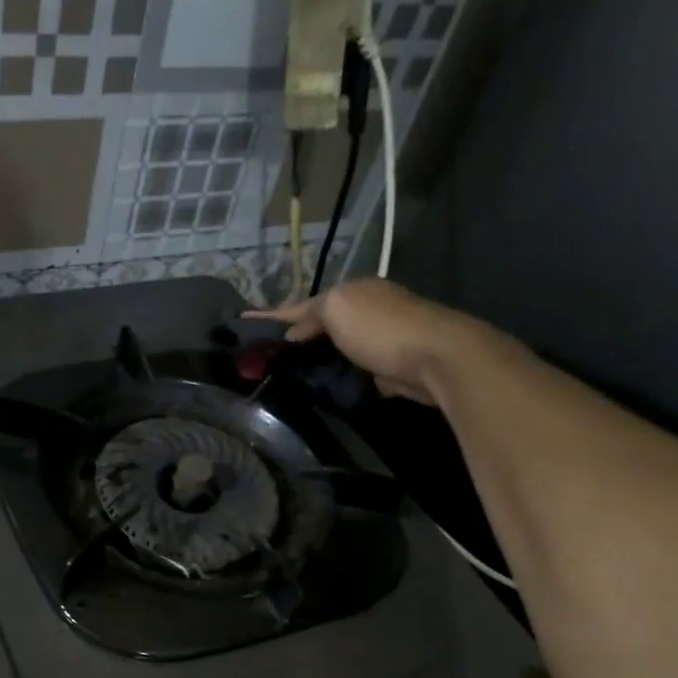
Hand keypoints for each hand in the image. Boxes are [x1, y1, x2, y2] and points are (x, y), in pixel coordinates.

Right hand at [248, 278, 469, 404]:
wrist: (434, 358)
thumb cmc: (380, 327)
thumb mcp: (336, 308)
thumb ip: (310, 314)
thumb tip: (292, 333)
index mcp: (352, 291)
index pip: (303, 304)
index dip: (272, 314)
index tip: (243, 323)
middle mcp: (366, 310)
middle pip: (320, 325)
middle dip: (294, 336)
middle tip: (264, 356)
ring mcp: (379, 339)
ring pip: (335, 349)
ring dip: (313, 358)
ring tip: (284, 373)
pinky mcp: (387, 368)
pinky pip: (351, 370)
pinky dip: (334, 375)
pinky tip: (318, 385)